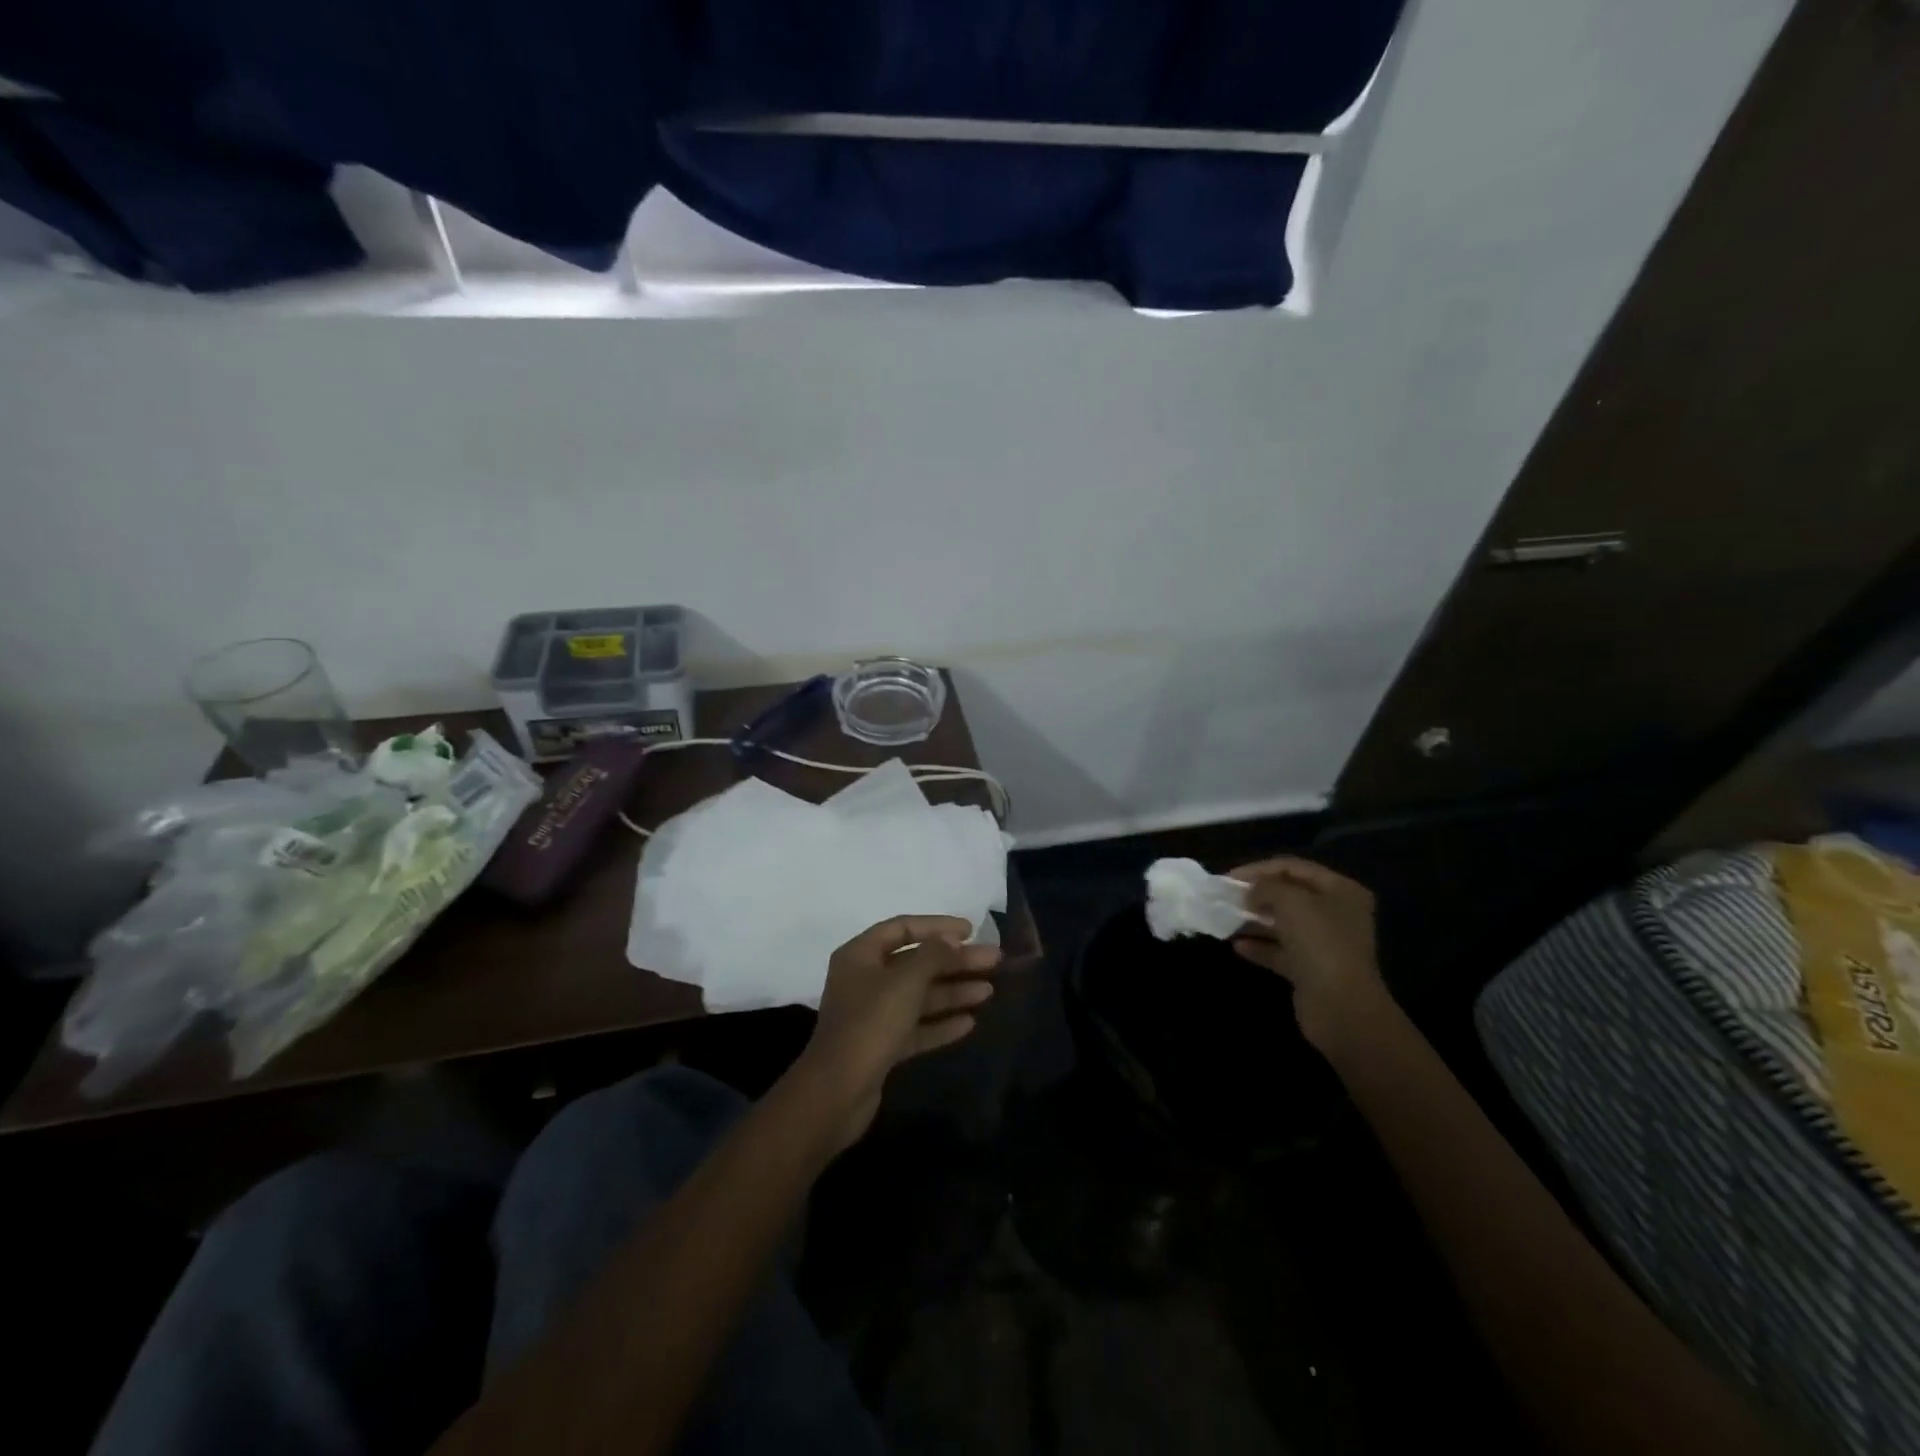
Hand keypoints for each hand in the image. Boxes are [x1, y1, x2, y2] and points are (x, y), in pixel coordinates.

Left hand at [792, 916, 1001, 1150]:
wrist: (837, 1092)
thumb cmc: (870, 1023)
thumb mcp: (905, 981)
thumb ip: (932, 955)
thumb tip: (951, 939)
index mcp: (860, 955)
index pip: (902, 928)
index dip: (937, 926)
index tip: (971, 930)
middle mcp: (865, 980)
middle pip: (916, 963)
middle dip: (954, 961)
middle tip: (993, 960)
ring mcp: (872, 1015)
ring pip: (919, 996)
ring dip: (952, 991)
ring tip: (989, 991)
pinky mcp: (881, 1046)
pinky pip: (916, 1027)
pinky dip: (940, 1023)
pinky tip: (969, 1023)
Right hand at [1228, 857, 1387, 1050]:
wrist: (1340, 1007)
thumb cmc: (1319, 943)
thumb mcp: (1290, 902)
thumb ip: (1266, 887)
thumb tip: (1251, 891)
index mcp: (1341, 891)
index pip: (1294, 867)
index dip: (1260, 869)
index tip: (1229, 878)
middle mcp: (1336, 914)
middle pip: (1290, 896)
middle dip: (1257, 895)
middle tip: (1227, 898)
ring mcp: (1325, 944)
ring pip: (1283, 924)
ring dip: (1255, 921)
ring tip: (1226, 920)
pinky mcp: (1311, 970)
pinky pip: (1281, 952)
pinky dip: (1260, 947)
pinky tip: (1237, 946)